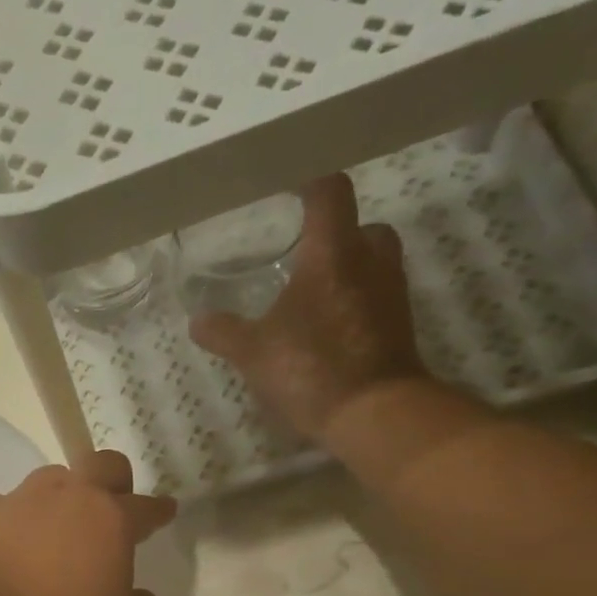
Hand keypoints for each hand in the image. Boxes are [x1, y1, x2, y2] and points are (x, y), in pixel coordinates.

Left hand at [0, 450, 176, 595]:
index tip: (166, 510)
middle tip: (115, 505)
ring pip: (54, 477)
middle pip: (102, 463)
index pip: (146, 506)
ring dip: (65, 495)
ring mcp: (22, 499)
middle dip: (116, 480)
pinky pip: (11, 504)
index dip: (160, 510)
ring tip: (61, 527)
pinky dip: (21, 519)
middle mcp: (68, 496)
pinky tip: (17, 544)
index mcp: (111, 520)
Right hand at [190, 174, 431, 443]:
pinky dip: (354, 301)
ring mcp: (391, 294)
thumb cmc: (311, 368)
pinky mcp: (398, 325)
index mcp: (333, 253)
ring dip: (346, 268)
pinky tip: (325, 327)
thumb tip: (198, 320)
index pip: (330, 192)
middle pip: (360, 225)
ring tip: (309, 292)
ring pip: (372, 261)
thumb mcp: (252, 352)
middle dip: (334, 232)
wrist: (375, 413)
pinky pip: (376, 296)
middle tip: (301, 251)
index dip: (309, 182)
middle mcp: (370, 261)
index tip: (287, 187)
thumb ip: (223, 332)